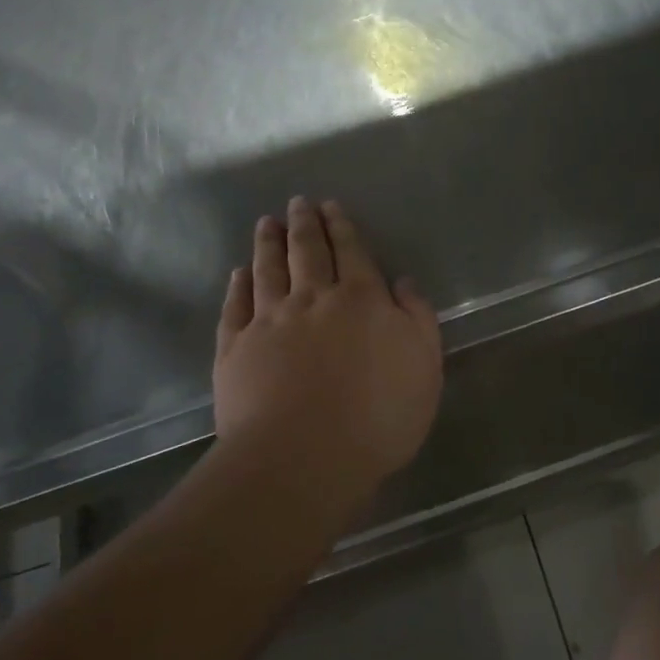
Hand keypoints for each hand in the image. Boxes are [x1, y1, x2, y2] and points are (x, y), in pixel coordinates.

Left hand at [214, 197, 442, 496]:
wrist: (305, 456)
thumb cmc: (378, 415)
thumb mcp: (424, 366)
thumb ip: (417, 318)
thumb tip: (403, 282)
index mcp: (361, 300)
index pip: (352, 252)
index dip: (342, 227)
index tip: (330, 206)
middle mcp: (313, 299)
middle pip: (307, 252)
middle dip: (304, 224)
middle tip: (299, 203)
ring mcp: (269, 321)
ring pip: (268, 270)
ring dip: (268, 243)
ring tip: (267, 222)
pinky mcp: (235, 348)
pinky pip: (235, 306)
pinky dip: (238, 286)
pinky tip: (239, 273)